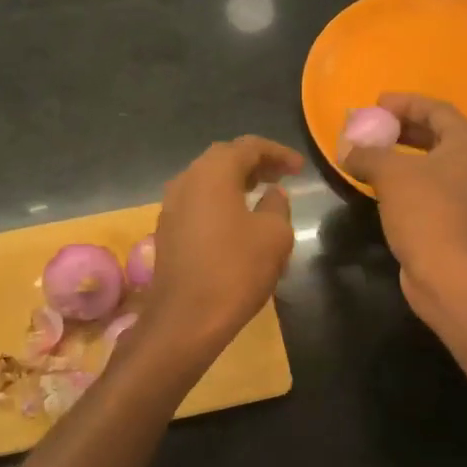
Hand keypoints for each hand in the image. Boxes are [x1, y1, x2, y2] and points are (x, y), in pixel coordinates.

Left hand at [142, 136, 303, 355]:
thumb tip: (272, 195)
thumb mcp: (273, 235)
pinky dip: (220, 202)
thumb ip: (277, 206)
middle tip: (281, 176)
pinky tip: (237, 220)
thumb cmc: (235, 270)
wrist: (185, 319)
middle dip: (255, 164)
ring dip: (235, 183)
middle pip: (223, 159)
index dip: (277, 153)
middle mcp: (185, 181)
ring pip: (207, 181)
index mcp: (212, 173)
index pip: (248, 146)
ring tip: (262, 194)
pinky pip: (197, 204)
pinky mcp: (167, 231)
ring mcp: (170, 207)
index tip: (299, 168)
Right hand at [340, 93, 466, 316]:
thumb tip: (346, 148)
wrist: (448, 272)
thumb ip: (367, 153)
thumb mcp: (391, 174)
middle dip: (401, 128)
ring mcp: (466, 192)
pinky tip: (379, 184)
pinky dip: (404, 179)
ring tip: (370, 152)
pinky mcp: (453, 217)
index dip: (405, 103)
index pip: (436, 110)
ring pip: (430, 162)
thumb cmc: (426, 211)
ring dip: (400, 155)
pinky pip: (427, 186)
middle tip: (372, 126)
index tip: (376, 103)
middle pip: (436, 134)